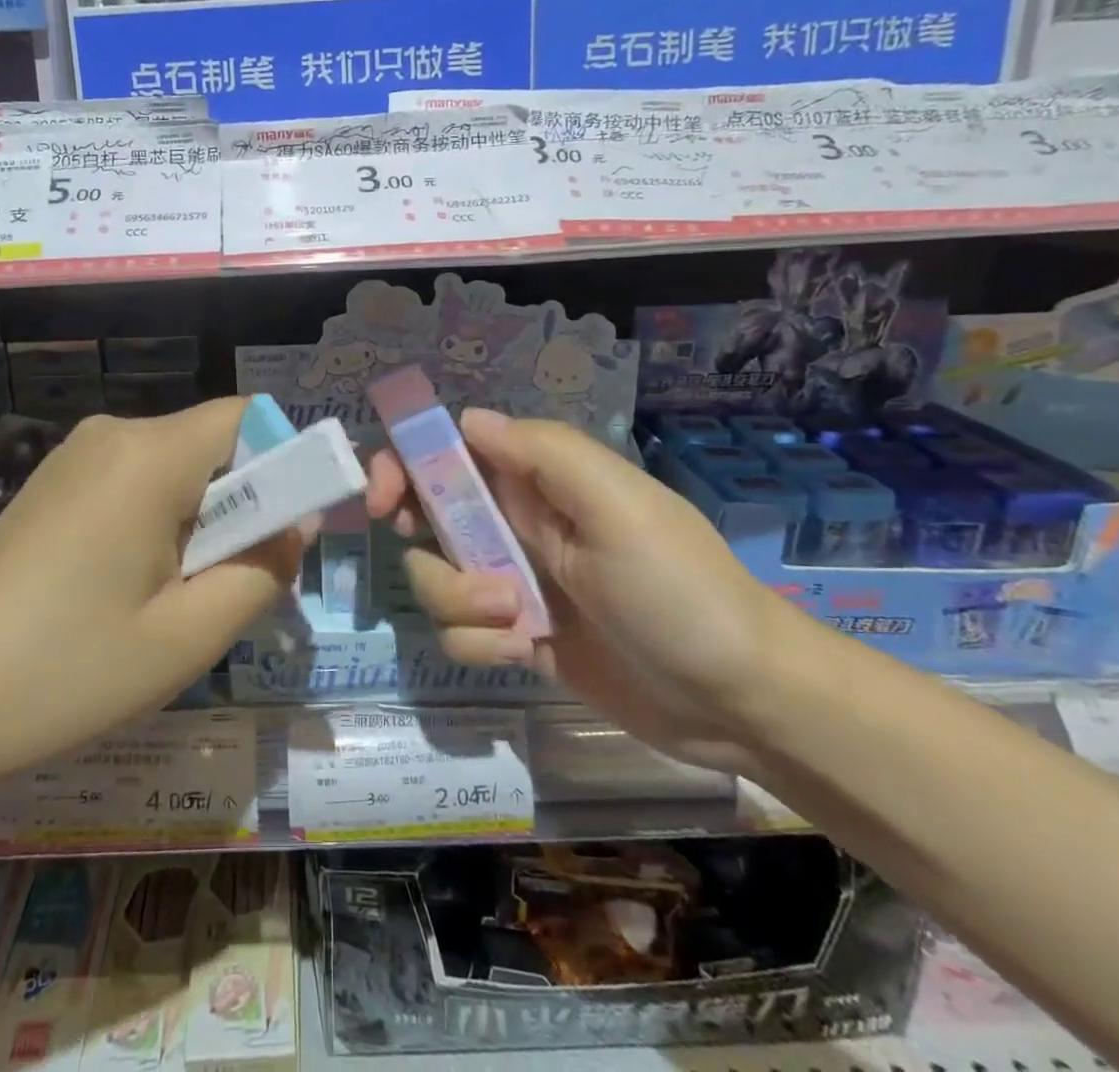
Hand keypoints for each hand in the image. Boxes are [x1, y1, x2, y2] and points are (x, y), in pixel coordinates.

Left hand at [0, 400, 304, 806]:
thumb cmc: (67, 672)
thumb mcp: (189, 634)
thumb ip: (264, 569)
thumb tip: (296, 525)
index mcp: (149, 454)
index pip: (248, 417)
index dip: (286, 462)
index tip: (290, 531)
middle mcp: (112, 434)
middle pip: (212, 444)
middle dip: (243, 505)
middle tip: (231, 587)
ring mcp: (75, 455)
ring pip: (175, 467)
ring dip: (201, 521)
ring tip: (177, 601)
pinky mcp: (53, 483)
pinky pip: (135, 483)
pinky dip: (159, 523)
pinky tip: (131, 591)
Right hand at [367, 409, 822, 773]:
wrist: (737, 699)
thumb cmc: (678, 589)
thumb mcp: (618, 505)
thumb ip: (543, 452)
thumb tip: (467, 419)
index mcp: (537, 481)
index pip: (452, 451)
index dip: (405, 463)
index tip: (381, 498)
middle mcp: (516, 524)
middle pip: (427, 512)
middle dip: (419, 533)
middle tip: (426, 547)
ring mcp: (513, 583)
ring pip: (436, 577)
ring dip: (460, 599)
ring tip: (517, 620)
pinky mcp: (515, 637)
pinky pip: (461, 632)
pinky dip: (481, 643)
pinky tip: (523, 652)